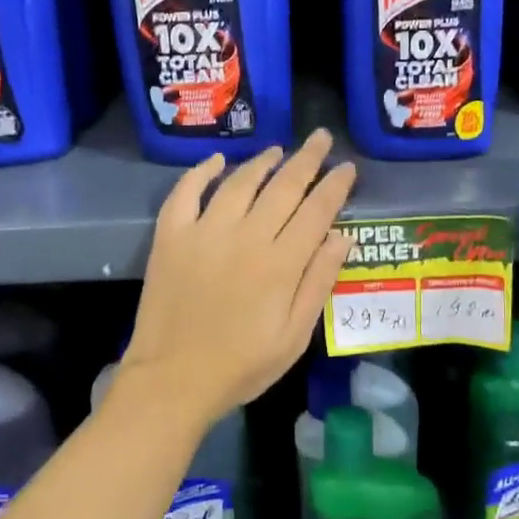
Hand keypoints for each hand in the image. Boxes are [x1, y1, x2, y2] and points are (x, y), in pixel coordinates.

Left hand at [116, 130, 356, 428]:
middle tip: (320, 138)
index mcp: (281, 263)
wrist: (172, 380)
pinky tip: (217, 161)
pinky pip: (186, 192)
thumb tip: (343, 236)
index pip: (317, 211)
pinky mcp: (171, 236)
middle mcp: (246, 237)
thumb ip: (318, 282)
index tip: (347, 167)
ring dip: (262, 162)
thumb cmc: (241, 366)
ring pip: (239, 183)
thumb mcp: (294, 336)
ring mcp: (204, 232)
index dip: (335, 186)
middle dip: (307, 160)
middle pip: (283, 187)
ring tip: (278, 150)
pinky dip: (201, 172)